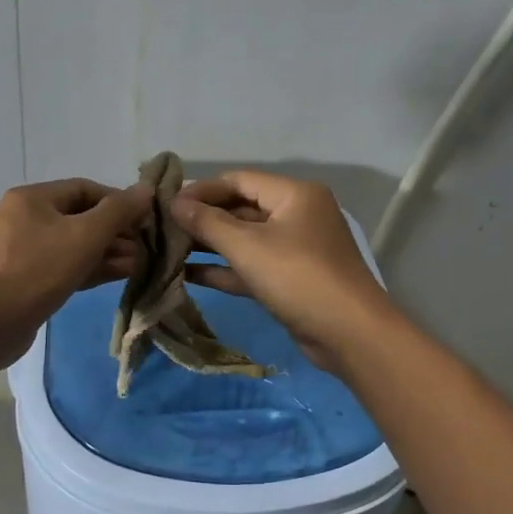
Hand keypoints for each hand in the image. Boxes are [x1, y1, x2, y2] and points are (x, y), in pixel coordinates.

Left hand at [0, 178, 151, 368]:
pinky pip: (66, 266)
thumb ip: (118, 211)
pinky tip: (120, 274)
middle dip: (116, 231)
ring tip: (140, 263)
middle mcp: (26, 219)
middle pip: (81, 217)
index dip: (119, 201)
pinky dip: (92, 268)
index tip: (147, 219)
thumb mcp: (84, 235)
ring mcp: (25, 251)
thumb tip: (146, 189)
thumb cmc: (37, 269)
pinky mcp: (28, 280)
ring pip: (75, 245)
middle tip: (147, 246)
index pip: (86, 189)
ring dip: (108, 252)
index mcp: (33, 198)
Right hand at [172, 170, 395, 372]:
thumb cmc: (298, 277)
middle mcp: (296, 215)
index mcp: (294, 194)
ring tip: (168, 250)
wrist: (349, 334)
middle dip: (203, 218)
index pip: (239, 180)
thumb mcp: (248, 246)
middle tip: (163, 229)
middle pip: (241, 208)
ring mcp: (294, 249)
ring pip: (245, 240)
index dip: (202, 189)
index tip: (167, 203)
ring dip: (210, 245)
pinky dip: (224, 269)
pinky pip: (251, 266)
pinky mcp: (290, 280)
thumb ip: (208, 223)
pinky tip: (188, 274)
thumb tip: (174, 203)